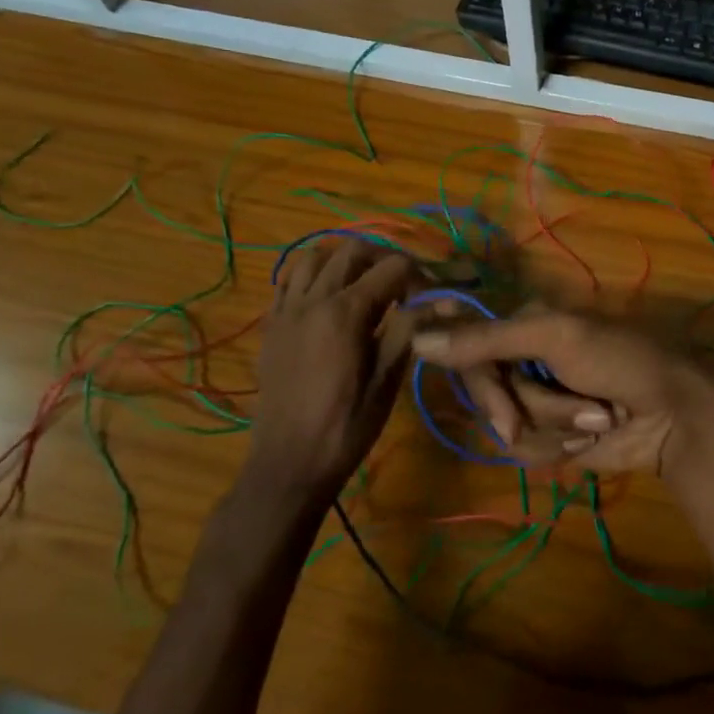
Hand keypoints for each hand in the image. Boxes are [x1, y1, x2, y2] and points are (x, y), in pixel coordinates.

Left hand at [250, 243, 417, 497]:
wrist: (288, 464)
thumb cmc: (346, 426)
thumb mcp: (388, 380)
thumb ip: (410, 329)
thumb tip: (442, 299)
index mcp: (345, 312)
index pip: (393, 267)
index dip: (420, 275)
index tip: (432, 296)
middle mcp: (313, 300)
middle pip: (354, 250)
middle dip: (385, 258)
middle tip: (404, 284)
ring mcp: (286, 310)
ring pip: (315, 255)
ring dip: (345, 260)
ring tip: (365, 283)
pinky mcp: (271, 325)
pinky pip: (289, 280)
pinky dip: (313, 275)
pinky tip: (329, 298)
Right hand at [410, 308, 713, 475]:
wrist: (674, 413)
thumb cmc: (620, 359)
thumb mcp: (556, 337)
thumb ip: (488, 339)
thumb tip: (417, 338)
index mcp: (526, 323)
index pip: (470, 344)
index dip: (473, 371)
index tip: (480, 386)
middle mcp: (525, 359)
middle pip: (485, 390)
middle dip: (526, 404)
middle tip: (560, 410)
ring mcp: (538, 400)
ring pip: (507, 424)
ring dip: (555, 424)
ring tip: (598, 417)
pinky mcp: (551, 436)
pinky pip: (527, 449)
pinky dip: (561, 445)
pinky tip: (594, 438)